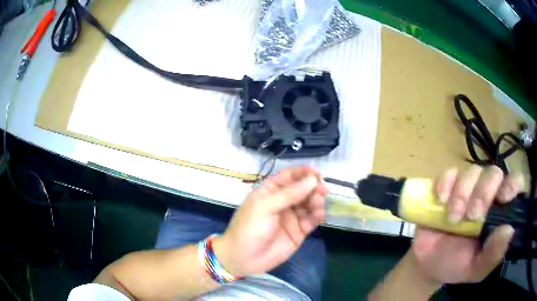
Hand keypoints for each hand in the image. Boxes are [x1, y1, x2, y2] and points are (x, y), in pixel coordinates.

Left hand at [213, 166, 326, 275]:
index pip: (289, 176)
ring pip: (309, 204)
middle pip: (303, 189)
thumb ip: (289, 194)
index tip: (317, 173)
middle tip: (322, 190)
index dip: (303, 173)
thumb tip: (312, 180)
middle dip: (313, 188)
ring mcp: (292, 217)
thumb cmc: (249, 227)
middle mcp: (283, 202)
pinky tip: (319, 215)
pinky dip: (317, 216)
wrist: (244, 258)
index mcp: (271, 191)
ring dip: (316, 201)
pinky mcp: (299, 231)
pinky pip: (311, 220)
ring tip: (318, 204)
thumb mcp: (265, 207)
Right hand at [411, 165, 523, 283]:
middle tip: (471, 216)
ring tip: (452, 218)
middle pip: (494, 173)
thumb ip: (493, 254)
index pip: (515, 183)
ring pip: (473, 171)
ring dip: (462, 194)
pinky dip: (445, 184)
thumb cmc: (455, 265)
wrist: (425, 263)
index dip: (512, 184)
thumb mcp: (475, 268)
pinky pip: (450, 172)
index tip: (502, 198)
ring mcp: (468, 187)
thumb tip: (509, 231)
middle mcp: (487, 194)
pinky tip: (441, 200)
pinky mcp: (448, 185)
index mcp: (499, 212)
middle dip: (483, 193)